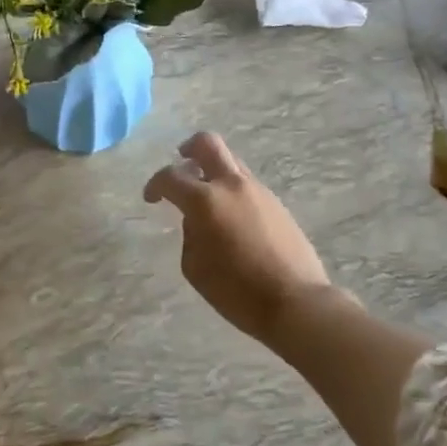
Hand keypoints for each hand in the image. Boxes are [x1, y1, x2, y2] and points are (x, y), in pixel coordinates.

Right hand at [143, 132, 329, 339]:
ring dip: (214, 172)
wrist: (295, 301)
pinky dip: (232, 191)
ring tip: (207, 200)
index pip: (171, 177)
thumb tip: (197, 220)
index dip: (155, 184)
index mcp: (205, 201)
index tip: (151, 198)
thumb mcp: (195, 268)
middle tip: (182, 162)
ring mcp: (259, 191)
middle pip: (208, 144)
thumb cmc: (236, 291)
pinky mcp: (277, 204)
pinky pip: (247, 186)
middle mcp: (232, 185)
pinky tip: (231, 220)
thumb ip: (190, 235)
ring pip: (232, 163)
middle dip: (189, 148)